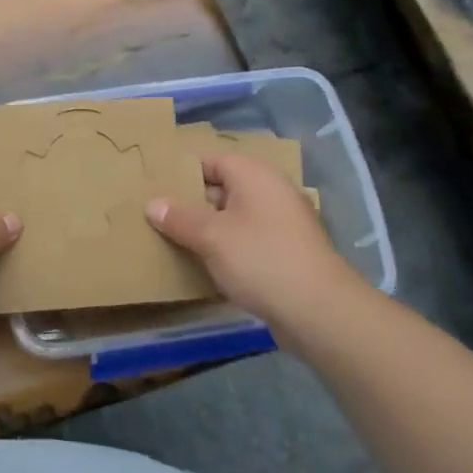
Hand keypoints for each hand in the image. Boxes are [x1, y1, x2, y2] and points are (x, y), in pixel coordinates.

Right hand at [146, 154, 364, 329]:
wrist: (319, 311)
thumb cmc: (261, 259)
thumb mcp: (211, 237)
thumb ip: (179, 218)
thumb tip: (153, 204)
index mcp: (254, 175)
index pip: (211, 161)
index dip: (181, 172)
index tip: (153, 186)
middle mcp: (270, 192)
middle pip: (221, 189)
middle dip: (190, 203)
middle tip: (155, 215)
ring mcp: (281, 224)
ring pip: (233, 218)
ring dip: (207, 230)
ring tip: (171, 240)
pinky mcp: (285, 253)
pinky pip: (246, 242)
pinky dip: (226, 249)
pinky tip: (202, 266)